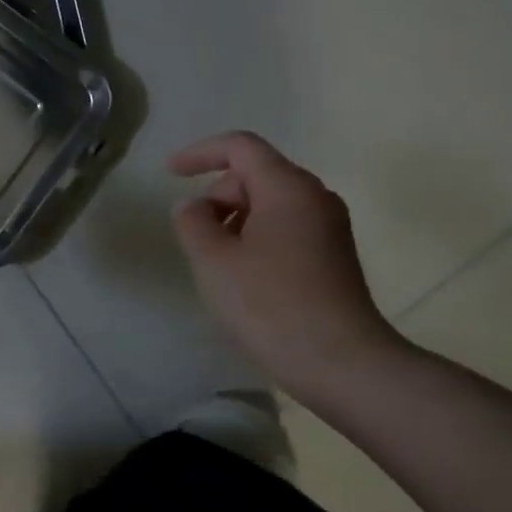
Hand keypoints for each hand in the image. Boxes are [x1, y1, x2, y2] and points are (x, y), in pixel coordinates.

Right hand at [170, 132, 403, 398]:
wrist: (342, 364)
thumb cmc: (270, 304)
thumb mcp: (213, 260)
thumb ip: (192, 222)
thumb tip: (194, 207)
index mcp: (288, 188)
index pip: (241, 147)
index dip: (200, 153)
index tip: (169, 174)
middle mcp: (315, 198)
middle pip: (255, 175)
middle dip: (218, 196)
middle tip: (196, 238)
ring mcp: (329, 229)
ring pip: (270, 205)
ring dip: (235, 221)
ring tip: (217, 263)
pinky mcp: (333, 258)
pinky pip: (285, 229)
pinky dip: (256, 239)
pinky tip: (244, 279)